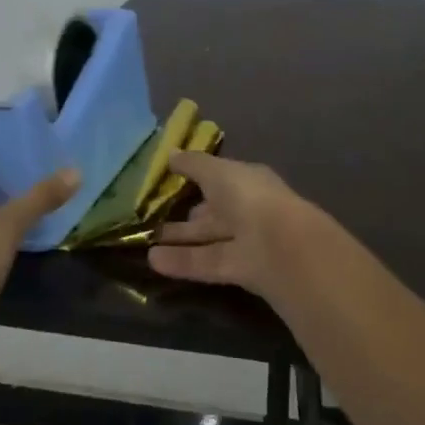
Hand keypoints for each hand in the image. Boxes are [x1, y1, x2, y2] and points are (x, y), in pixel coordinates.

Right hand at [147, 152, 330, 297]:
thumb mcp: (216, 171)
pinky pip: (205, 263)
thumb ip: (193, 164)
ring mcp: (245, 242)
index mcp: (248, 182)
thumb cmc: (249, 196)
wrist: (280, 245)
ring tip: (144, 244)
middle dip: (185, 215)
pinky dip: (180, 261)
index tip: (169, 181)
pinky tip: (152, 261)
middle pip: (213, 213)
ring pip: (207, 240)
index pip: (220, 179)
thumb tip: (170, 153)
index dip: (197, 179)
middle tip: (151, 218)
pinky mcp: (238, 271)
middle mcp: (247, 210)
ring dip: (178, 241)